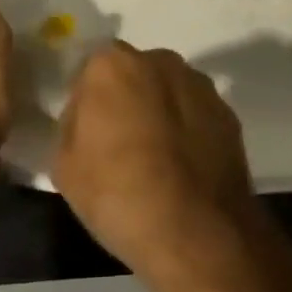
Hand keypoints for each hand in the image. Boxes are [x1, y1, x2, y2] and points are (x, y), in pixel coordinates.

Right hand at [55, 42, 264, 291]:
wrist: (195, 231)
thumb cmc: (117, 194)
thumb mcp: (64, 166)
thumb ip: (72, 124)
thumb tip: (88, 114)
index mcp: (112, 64)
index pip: (91, 72)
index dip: (88, 103)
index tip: (89, 136)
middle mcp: (159, 60)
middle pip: (133, 74)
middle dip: (127, 100)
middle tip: (121, 146)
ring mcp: (198, 83)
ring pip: (168, 91)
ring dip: (160, 113)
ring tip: (157, 162)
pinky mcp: (226, 110)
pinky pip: (196, 114)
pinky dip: (189, 131)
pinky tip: (184, 170)